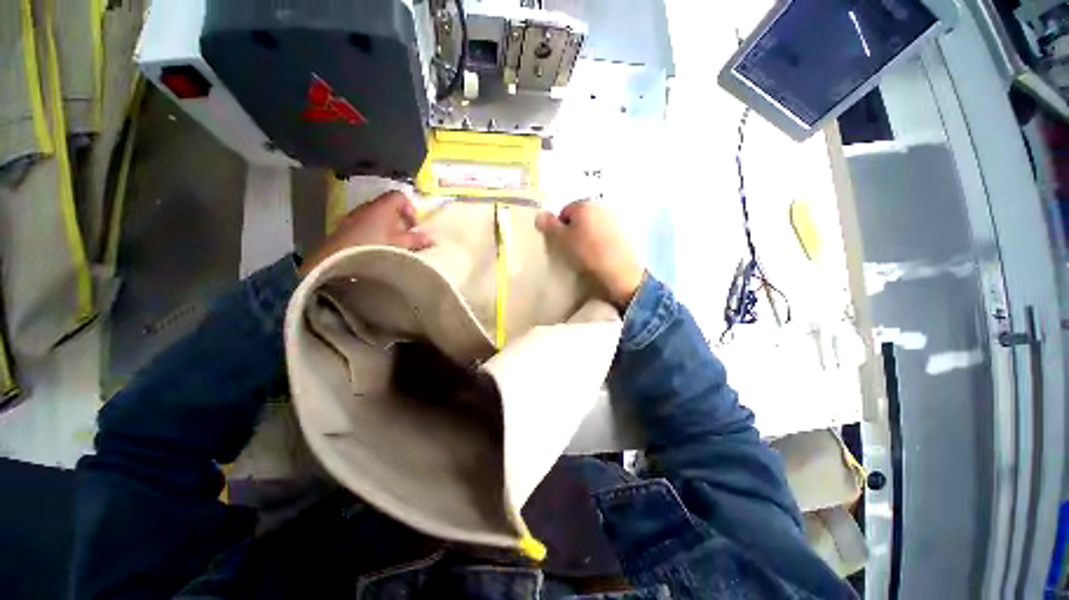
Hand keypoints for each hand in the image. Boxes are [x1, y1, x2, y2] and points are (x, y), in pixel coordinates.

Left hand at [300, 191, 433, 276]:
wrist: (337, 261)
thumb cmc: (375, 248)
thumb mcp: (401, 245)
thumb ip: (416, 240)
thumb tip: (429, 238)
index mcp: (382, 207)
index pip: (399, 196)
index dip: (409, 209)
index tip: (413, 227)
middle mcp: (366, 208)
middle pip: (387, 208)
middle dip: (398, 222)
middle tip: (404, 239)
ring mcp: (352, 218)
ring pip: (374, 218)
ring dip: (384, 229)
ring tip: (390, 247)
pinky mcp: (343, 230)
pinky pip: (363, 227)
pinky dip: (372, 235)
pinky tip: (374, 250)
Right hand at [536, 200, 644, 308]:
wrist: (619, 271)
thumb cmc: (587, 253)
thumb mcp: (561, 240)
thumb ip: (549, 226)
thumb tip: (539, 215)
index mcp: (584, 205)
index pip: (565, 212)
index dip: (560, 228)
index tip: (563, 244)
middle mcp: (601, 205)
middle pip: (582, 216)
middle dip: (576, 229)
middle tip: (574, 248)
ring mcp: (616, 217)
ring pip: (595, 224)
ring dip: (590, 234)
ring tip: (589, 253)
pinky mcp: (626, 231)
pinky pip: (608, 232)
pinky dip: (603, 239)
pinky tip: (602, 253)